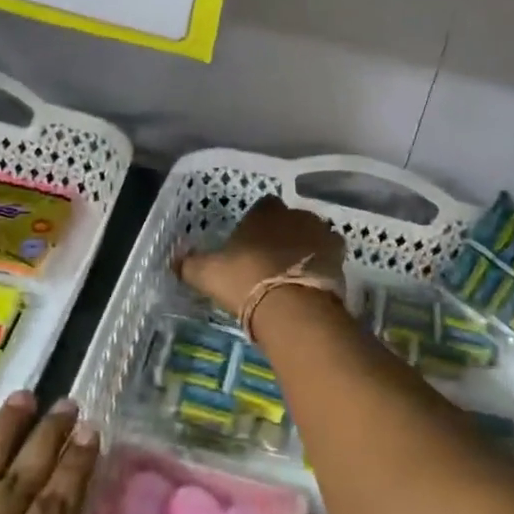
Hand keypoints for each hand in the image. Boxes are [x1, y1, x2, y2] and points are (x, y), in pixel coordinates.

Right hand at [178, 195, 345, 319]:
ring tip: (293, 274)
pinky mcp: (339, 256)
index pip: (263, 206)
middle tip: (271, 261)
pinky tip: (312, 282)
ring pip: (312, 235)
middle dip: (283, 234)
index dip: (257, 224)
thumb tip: (173, 258)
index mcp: (264, 212)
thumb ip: (189, 263)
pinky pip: (330, 255)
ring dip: (305, 248)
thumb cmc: (245, 281)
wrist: (291, 306)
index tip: (250, 243)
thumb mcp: (207, 274)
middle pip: (290, 219)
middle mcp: (296, 214)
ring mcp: (321, 233)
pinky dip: (322, 265)